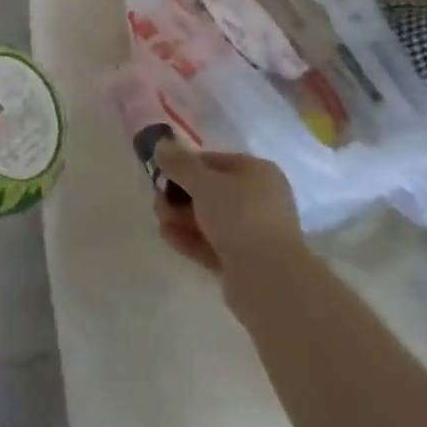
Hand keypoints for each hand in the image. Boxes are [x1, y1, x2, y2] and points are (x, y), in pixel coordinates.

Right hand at [151, 141, 301, 281]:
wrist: (269, 281)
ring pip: (210, 219)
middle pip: (210, 191)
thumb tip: (160, 145)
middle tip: (158, 201)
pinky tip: (168, 236)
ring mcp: (254, 233)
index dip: (184, 165)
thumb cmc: (239, 216)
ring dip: (181, 217)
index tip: (161, 173)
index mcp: (258, 172)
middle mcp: (260, 200)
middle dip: (179, 195)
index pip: (213, 161)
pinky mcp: (245, 263)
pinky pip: (212, 244)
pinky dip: (190, 239)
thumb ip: (178, 163)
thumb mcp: (202, 182)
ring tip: (160, 220)